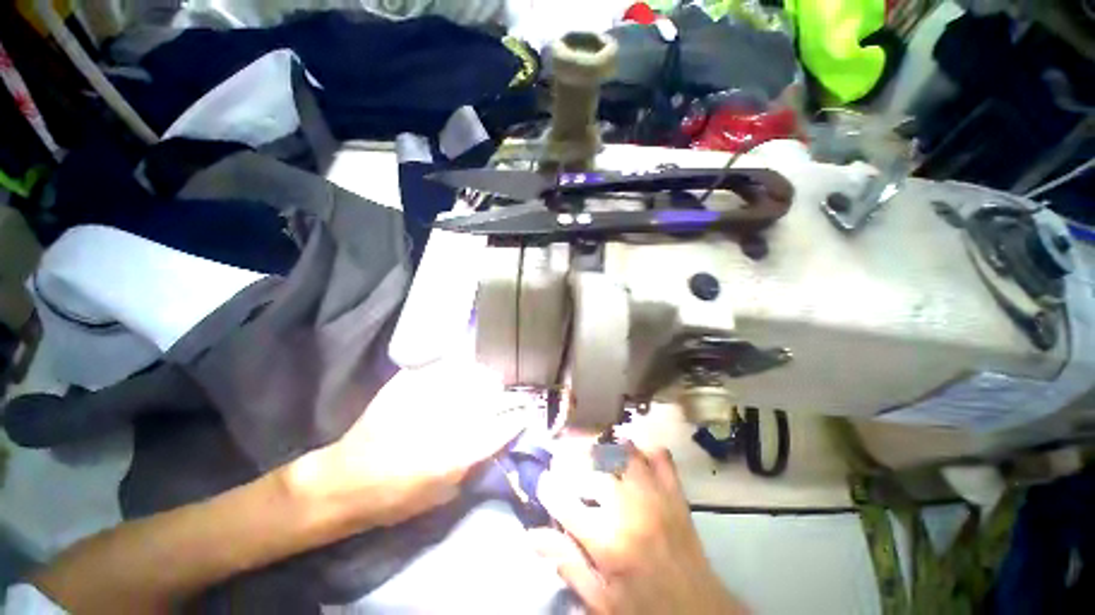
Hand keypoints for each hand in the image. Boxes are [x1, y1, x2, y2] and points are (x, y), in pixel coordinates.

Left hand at [290, 359, 529, 528]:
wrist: (347, 481)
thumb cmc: (397, 498)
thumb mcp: (445, 494)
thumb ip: (476, 462)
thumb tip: (498, 437)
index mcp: (458, 450)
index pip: (504, 424)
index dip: (519, 415)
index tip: (526, 411)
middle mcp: (447, 419)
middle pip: (491, 393)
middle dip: (504, 394)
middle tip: (504, 396)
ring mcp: (427, 396)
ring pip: (472, 374)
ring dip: (484, 378)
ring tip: (485, 382)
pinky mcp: (407, 384)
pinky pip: (444, 367)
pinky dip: (458, 370)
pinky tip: (459, 374)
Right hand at [529, 445, 747, 614]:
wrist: (700, 613)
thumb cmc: (644, 609)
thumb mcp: (601, 600)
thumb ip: (567, 564)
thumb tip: (532, 534)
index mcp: (606, 541)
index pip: (563, 501)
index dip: (548, 488)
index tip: (543, 484)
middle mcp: (628, 509)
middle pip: (590, 472)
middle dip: (572, 471)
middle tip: (569, 478)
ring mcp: (654, 495)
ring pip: (621, 454)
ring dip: (603, 454)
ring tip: (594, 461)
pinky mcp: (675, 493)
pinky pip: (659, 457)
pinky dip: (644, 451)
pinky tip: (632, 456)